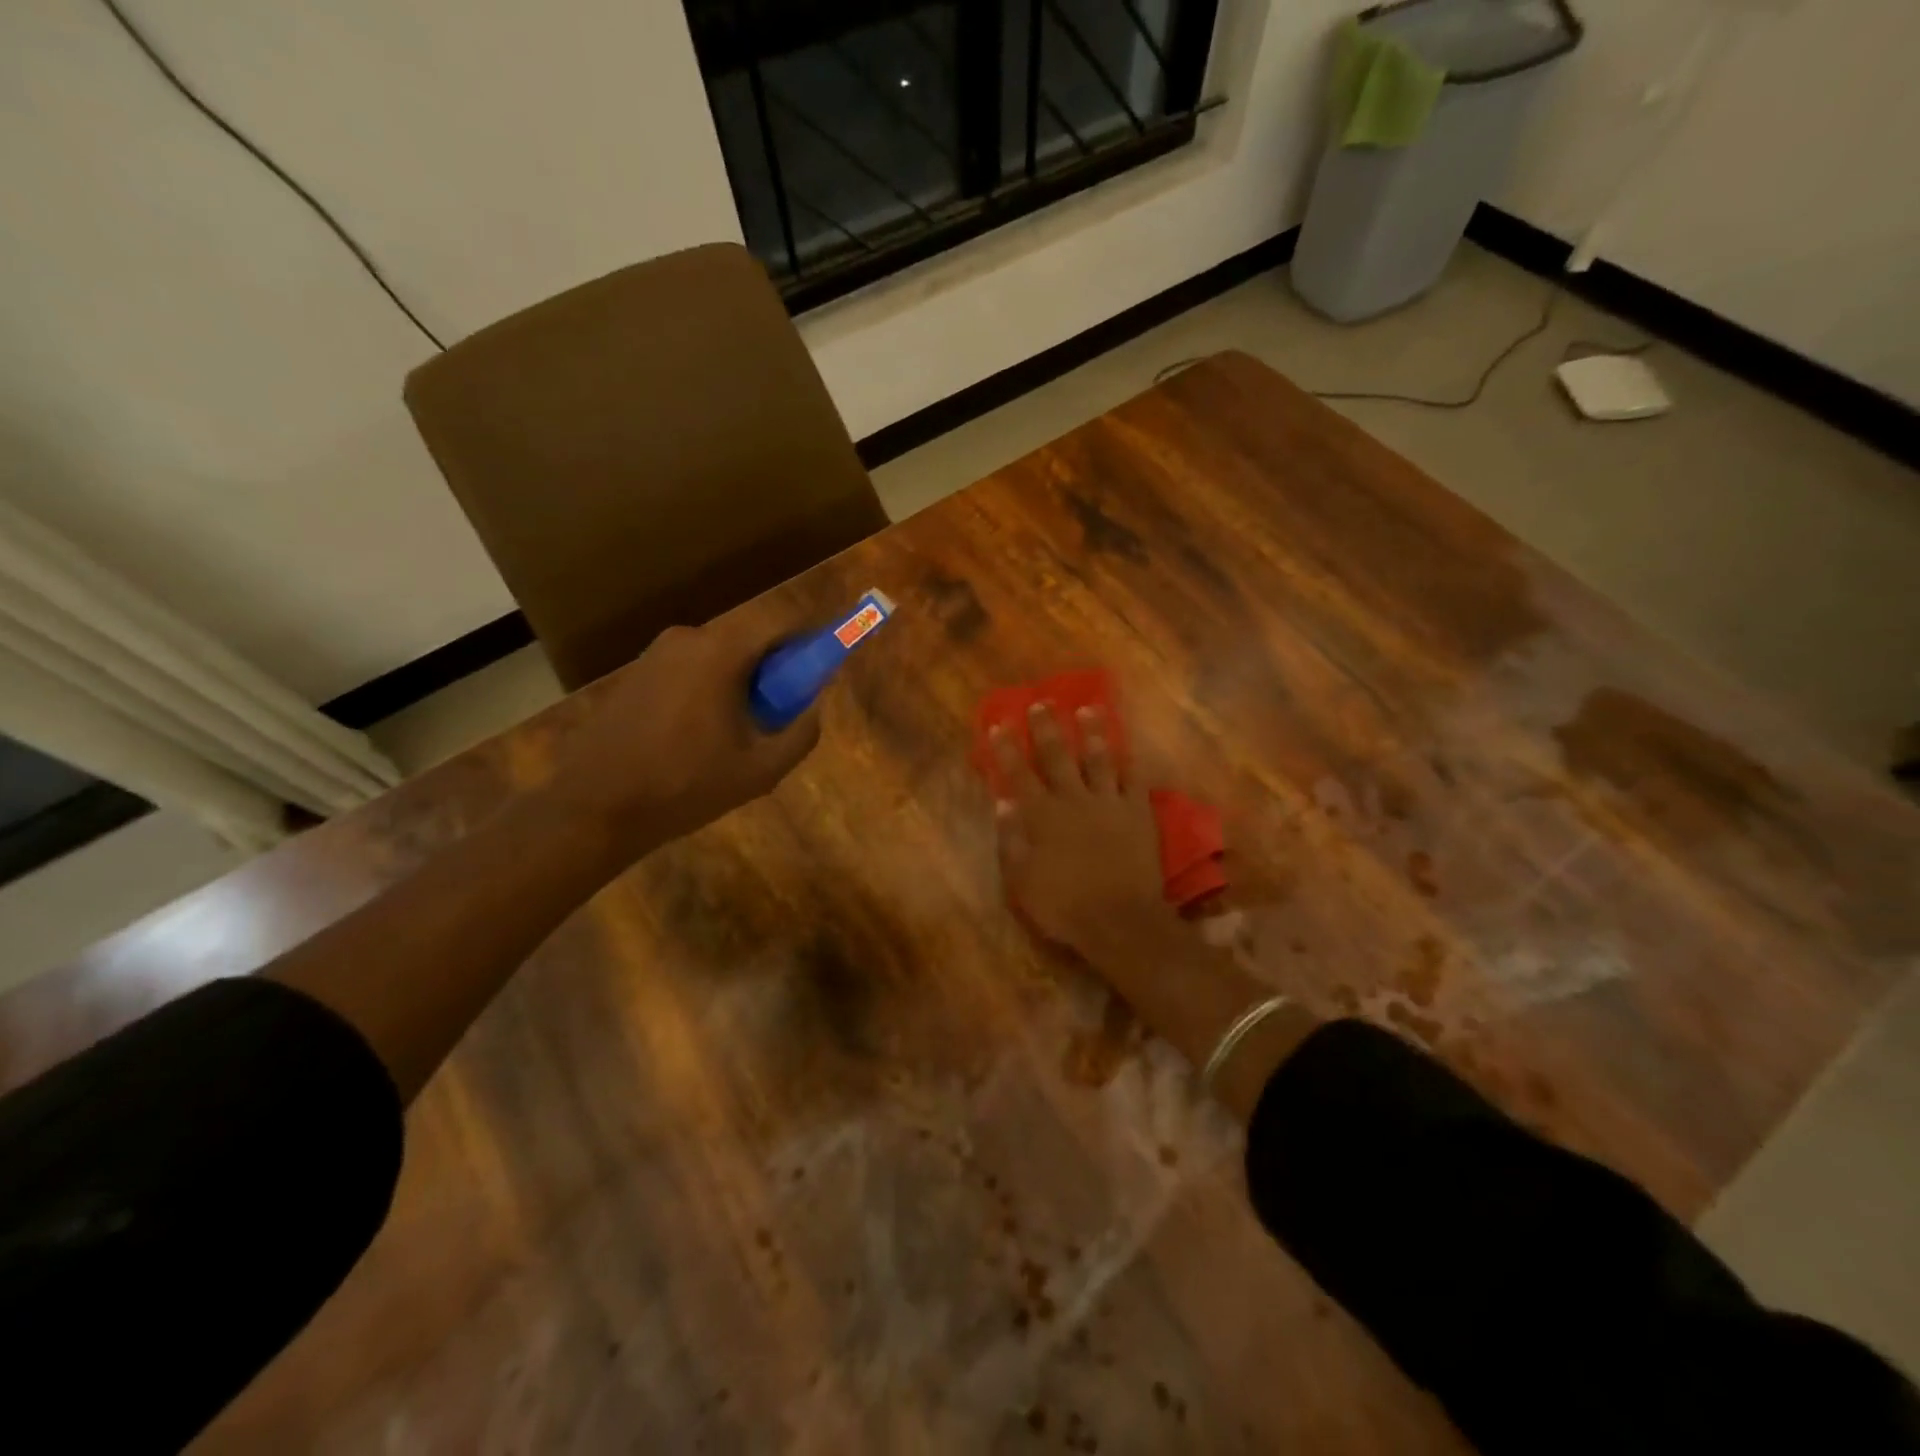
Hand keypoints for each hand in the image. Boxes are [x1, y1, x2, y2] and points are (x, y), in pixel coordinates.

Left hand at [549, 615, 821, 860]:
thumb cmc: (684, 785)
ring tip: (740, 732)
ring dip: (740, 681)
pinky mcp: (636, 674)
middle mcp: (687, 639)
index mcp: (719, 652)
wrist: (595, 806)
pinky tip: (701, 735)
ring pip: (718, 655)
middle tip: (783, 711)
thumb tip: (813, 707)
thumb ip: (801, 733)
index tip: (822, 669)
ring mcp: (655, 654)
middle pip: (748, 638)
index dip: (808, 641)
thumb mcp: (760, 770)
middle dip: (774, 668)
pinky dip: (709, 688)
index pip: (779, 623)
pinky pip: (689, 669)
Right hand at [992, 701, 1180, 965]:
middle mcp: (1073, 800)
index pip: (1019, 774)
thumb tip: (1002, 803)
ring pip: (1099, 759)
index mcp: (1042, 816)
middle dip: (1047, 728)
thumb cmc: (1063, 905)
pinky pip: (1133, 779)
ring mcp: (1109, 803)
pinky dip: (1128, 761)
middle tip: (1042, 702)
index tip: (1000, 724)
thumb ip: (1010, 839)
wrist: (1119, 920)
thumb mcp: (1022, 880)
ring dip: (1092, 733)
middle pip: (1058, 756)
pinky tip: (1126, 746)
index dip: (1007, 749)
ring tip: (1088, 709)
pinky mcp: (1138, 813)